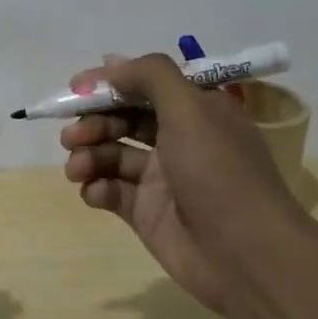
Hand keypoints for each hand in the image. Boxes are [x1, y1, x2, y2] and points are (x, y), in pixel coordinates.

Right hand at [61, 55, 300, 311]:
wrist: (245, 255)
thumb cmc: (218, 171)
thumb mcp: (190, 108)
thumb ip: (150, 76)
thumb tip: (111, 64)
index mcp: (196, 110)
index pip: (145, 85)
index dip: (110, 84)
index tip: (76, 88)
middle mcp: (178, 139)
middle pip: (123, 119)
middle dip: (93, 122)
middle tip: (72, 135)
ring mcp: (161, 178)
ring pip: (112, 154)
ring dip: (88, 155)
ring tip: (77, 168)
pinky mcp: (147, 213)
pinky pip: (112, 191)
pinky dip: (96, 188)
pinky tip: (94, 192)